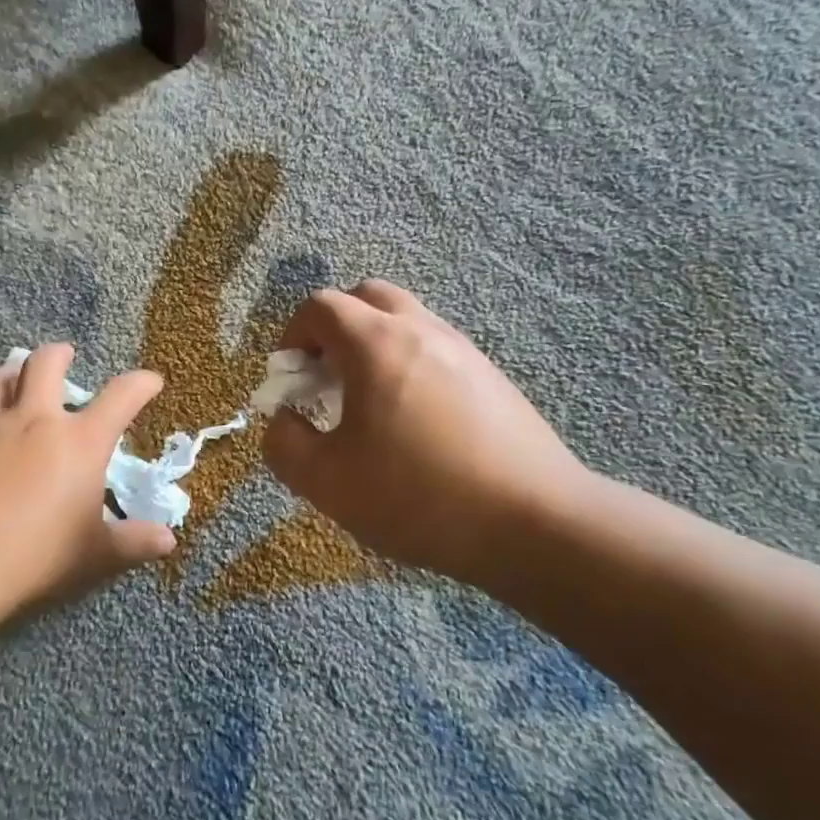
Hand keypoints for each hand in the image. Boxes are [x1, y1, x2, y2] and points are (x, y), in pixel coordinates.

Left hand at [0, 344, 175, 616]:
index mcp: (80, 442)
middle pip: (45, 365)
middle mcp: (34, 421)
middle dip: (58, 354)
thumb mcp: (94, 554)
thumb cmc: (36, 555)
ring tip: (16, 376)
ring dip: (12, 374)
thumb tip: (167, 540)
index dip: (140, 384)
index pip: (121, 397)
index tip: (150, 381)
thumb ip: (132, 542)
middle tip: (65, 354)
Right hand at [261, 282, 595, 583]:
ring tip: (369, 406)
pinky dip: (409, 365)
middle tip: (327, 379)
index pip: (319, 306)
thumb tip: (283, 421)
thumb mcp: (328, 482)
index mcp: (376, 343)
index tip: (290, 380)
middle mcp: (421, 330)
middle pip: (366, 297)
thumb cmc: (419, 496)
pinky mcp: (492, 376)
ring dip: (373, 346)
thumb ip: (284, 445)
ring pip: (405, 321)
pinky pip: (436, 349)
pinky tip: (415, 423)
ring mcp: (463, 349)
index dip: (292, 336)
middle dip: (334, 329)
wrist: (535, 522)